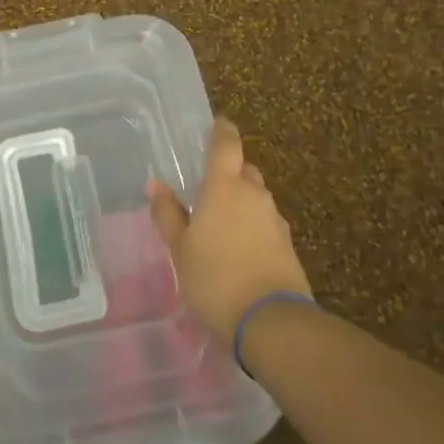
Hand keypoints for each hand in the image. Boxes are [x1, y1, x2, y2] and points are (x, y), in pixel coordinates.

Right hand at [147, 117, 312, 341]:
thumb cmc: (214, 277)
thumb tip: (155, 184)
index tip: (218, 123)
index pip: (226, 144)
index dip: (222, 131)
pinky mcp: (288, 246)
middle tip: (208, 187)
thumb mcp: (180, 248)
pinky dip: (252, 228)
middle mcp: (254, 194)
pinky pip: (265, 224)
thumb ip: (168, 214)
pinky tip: (239, 250)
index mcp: (225, 186)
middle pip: (244, 171)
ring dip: (241, 203)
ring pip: (256, 199)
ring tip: (220, 224)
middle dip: (230, 173)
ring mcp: (275, 220)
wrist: (270, 321)